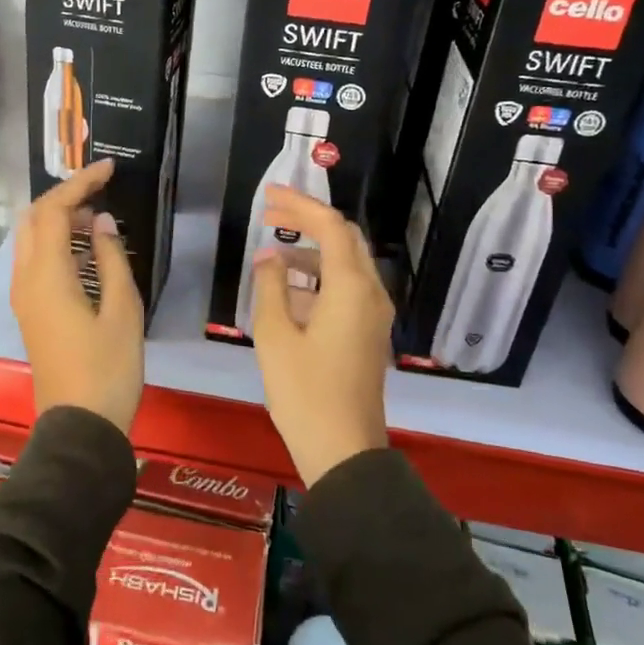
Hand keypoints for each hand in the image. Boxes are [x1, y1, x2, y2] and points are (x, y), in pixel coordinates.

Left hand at [11, 160, 144, 433]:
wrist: (80, 426)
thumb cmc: (108, 369)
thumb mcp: (123, 310)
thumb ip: (112, 259)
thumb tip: (102, 223)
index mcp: (48, 275)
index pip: (56, 210)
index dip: (81, 183)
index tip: (110, 168)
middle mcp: (26, 279)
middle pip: (36, 219)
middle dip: (65, 195)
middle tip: (101, 187)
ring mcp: (23, 297)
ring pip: (31, 239)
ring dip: (58, 217)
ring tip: (95, 211)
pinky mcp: (30, 312)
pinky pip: (35, 260)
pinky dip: (55, 241)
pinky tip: (83, 247)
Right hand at [249, 187, 391, 485]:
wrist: (344, 450)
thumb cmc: (305, 392)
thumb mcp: (275, 336)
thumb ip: (270, 287)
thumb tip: (269, 257)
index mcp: (351, 288)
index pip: (330, 227)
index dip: (300, 204)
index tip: (269, 194)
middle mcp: (371, 293)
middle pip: (344, 239)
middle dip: (308, 220)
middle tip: (270, 213)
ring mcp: (374, 315)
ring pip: (346, 264)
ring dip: (312, 250)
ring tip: (271, 251)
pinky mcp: (369, 333)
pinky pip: (347, 288)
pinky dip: (320, 276)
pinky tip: (289, 287)